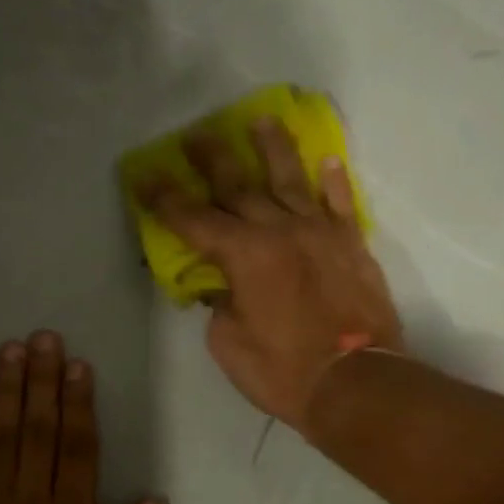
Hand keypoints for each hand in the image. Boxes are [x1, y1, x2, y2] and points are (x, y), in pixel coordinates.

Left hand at [0, 330, 164, 503]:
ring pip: (2, 436)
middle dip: (43, 380)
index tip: (79, 365)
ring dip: (8, 390)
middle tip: (45, 337)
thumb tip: (153, 500)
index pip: (79, 448)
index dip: (79, 403)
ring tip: (11, 349)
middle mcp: (31, 501)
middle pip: (40, 429)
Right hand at [139, 117, 403, 431]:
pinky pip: (342, 205)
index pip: (194, 220)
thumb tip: (223, 288)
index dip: (166, 199)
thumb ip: (220, 306)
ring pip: (292, 181)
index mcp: (244, 255)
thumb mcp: (229, 345)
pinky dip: (334, 182)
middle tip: (196, 135)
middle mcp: (281, 231)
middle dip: (213, 159)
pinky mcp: (353, 247)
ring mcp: (321, 234)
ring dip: (274, 149)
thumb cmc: (283, 371)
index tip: (146, 175)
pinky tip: (328, 162)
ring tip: (262, 120)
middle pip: (240, 186)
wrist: (357, 383)